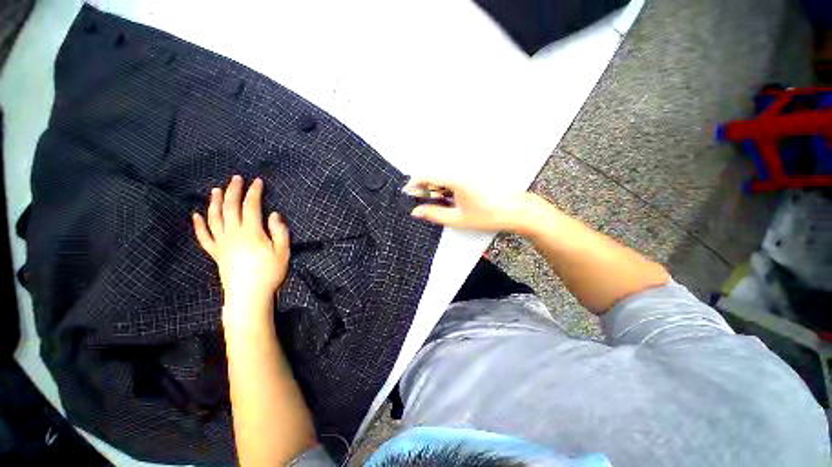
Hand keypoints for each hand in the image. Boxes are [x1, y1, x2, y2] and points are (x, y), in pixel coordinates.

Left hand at [192, 175, 289, 311]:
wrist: (248, 296)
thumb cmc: (269, 273)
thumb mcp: (283, 252)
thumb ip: (279, 232)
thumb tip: (274, 214)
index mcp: (251, 233)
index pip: (251, 207)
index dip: (254, 192)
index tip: (257, 181)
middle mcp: (233, 234)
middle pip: (230, 208)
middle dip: (234, 191)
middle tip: (236, 178)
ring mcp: (221, 243)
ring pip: (215, 218)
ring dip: (215, 202)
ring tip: (216, 190)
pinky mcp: (216, 253)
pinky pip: (204, 236)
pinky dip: (198, 225)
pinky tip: (196, 215)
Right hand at [404, 177, 541, 232]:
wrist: (518, 210)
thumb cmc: (489, 215)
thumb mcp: (458, 218)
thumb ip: (434, 214)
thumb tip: (416, 212)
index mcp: (456, 178)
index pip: (427, 175)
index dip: (414, 183)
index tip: (408, 193)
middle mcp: (462, 169)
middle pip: (436, 174)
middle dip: (426, 188)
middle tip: (423, 203)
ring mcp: (471, 170)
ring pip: (446, 176)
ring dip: (438, 188)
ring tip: (441, 203)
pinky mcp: (477, 173)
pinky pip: (456, 177)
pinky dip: (449, 187)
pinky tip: (454, 199)